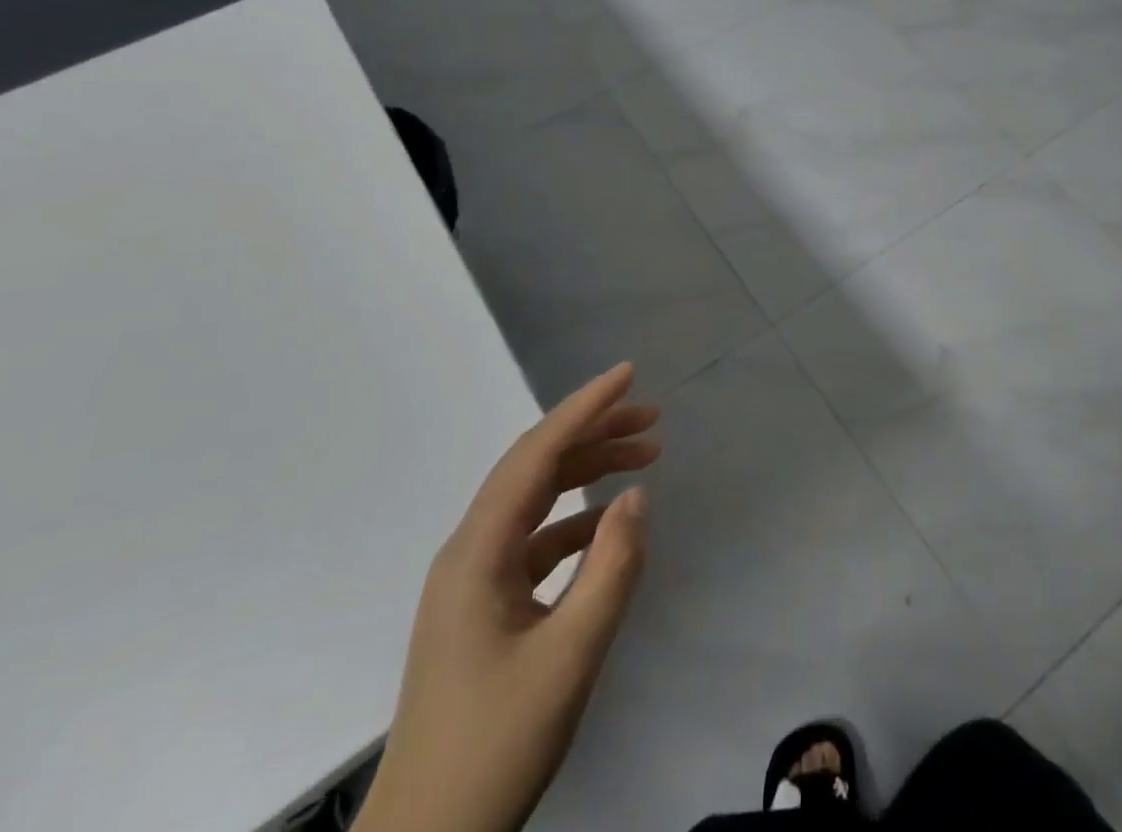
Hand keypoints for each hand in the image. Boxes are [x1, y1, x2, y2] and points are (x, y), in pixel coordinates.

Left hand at [355, 364, 659, 831]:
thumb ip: (610, 570)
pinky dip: (576, 522)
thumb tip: (636, 496)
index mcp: (477, 552)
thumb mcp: (569, 659)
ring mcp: (473, 580)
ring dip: (587, 473)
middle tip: (652, 419)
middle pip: (535, 468)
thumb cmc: (494, 747)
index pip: (536, 455)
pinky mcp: (484, 608)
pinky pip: (535, 541)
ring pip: (536, 502)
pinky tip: (610, 524)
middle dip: (593, 433)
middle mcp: (469, 551)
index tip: (628, 375)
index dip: (584, 408)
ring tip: (644, 457)